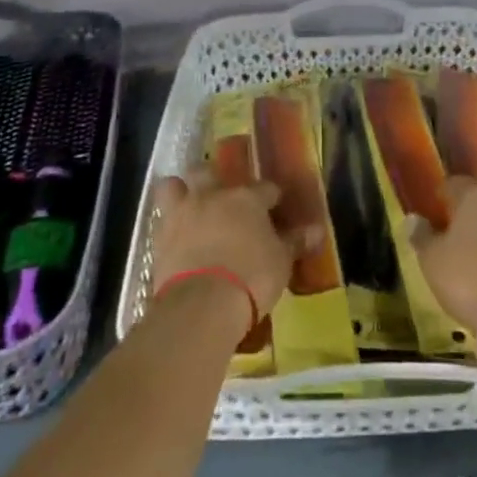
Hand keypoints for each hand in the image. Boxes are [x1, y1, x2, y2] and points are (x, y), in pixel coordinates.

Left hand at [150, 169, 321, 319]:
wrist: (202, 303)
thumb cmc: (252, 276)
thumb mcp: (282, 262)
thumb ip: (295, 242)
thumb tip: (317, 230)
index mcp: (246, 199)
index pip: (264, 188)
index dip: (271, 196)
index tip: (275, 206)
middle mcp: (212, 197)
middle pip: (207, 172)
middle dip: (213, 178)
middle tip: (221, 195)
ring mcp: (182, 215)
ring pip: (172, 186)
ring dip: (180, 192)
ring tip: (188, 206)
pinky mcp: (158, 239)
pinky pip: (160, 221)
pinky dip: (168, 226)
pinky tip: (176, 238)